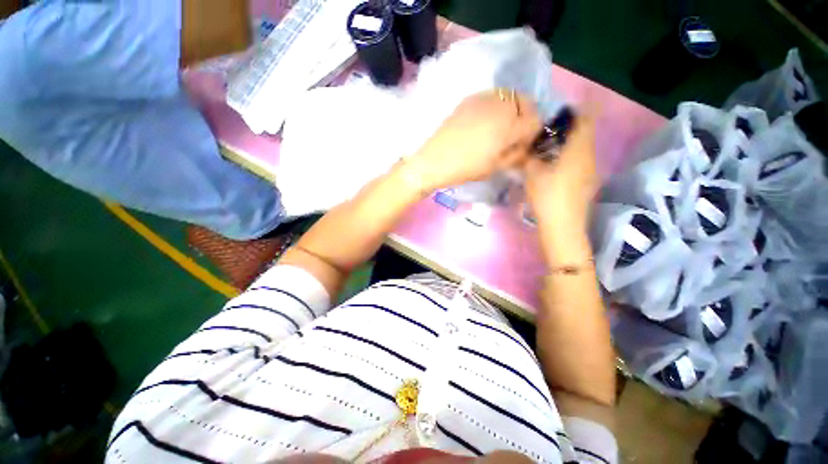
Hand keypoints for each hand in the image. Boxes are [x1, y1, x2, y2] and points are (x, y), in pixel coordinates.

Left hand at [407, 90, 542, 191]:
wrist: (434, 160)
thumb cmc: (466, 168)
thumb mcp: (495, 167)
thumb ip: (516, 154)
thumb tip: (525, 146)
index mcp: (510, 124)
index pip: (536, 120)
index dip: (532, 134)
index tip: (522, 145)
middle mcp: (501, 104)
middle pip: (525, 102)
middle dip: (524, 118)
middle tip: (512, 135)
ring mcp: (484, 98)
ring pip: (509, 96)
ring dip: (511, 110)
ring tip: (498, 128)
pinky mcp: (469, 98)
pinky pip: (492, 97)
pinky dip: (495, 106)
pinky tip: (484, 122)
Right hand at [524, 110, 598, 229]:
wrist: (563, 225)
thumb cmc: (547, 195)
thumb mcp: (532, 173)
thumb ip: (529, 155)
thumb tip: (526, 146)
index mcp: (578, 149)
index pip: (584, 120)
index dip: (574, 113)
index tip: (557, 115)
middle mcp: (589, 156)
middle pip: (585, 133)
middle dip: (568, 129)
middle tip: (546, 133)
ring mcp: (591, 170)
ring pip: (583, 148)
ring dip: (569, 144)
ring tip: (548, 149)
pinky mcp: (588, 181)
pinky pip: (582, 161)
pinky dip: (571, 157)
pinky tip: (555, 167)